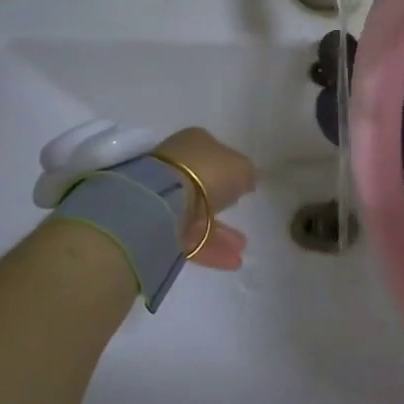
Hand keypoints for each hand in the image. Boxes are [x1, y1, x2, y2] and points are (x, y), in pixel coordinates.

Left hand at [154, 128, 257, 269]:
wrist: (164, 200)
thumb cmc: (208, 172)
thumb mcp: (242, 168)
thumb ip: (247, 173)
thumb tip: (247, 180)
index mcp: (193, 142)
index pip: (214, 153)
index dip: (229, 169)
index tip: (243, 185)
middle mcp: (175, 164)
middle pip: (203, 183)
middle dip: (223, 202)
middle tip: (241, 213)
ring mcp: (163, 194)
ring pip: (196, 213)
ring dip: (220, 232)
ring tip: (242, 248)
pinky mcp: (156, 224)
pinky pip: (188, 236)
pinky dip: (210, 247)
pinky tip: (232, 261)